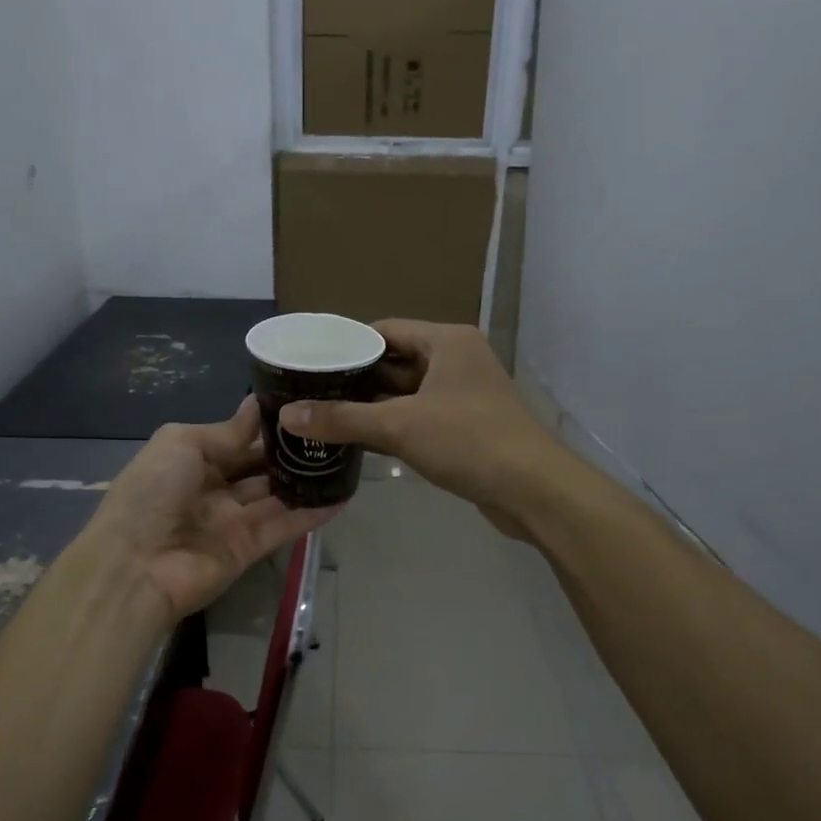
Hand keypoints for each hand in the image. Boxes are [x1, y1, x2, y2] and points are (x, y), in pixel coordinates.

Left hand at [88, 396, 338, 620]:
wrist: (135, 567)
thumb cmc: (152, 493)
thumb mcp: (181, 444)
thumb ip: (227, 432)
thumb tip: (257, 406)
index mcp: (192, 459)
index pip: (239, 440)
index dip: (268, 427)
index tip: (305, 408)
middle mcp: (214, 489)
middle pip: (260, 468)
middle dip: (291, 452)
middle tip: (333, 432)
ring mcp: (233, 520)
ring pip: (277, 495)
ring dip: (306, 480)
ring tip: (345, 459)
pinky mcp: (250, 549)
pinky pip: (284, 525)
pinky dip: (311, 513)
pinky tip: (342, 496)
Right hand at [279, 320, 562, 534]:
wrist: (532, 489)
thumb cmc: (468, 441)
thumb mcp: (400, 425)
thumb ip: (343, 419)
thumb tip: (287, 415)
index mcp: (447, 342)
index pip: (386, 331)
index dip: (347, 345)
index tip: (312, 362)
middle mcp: (456, 361)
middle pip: (394, 363)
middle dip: (355, 380)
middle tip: (310, 393)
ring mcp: (462, 396)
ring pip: (405, 395)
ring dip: (370, 407)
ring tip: (323, 416)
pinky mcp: (464, 428)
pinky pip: (418, 419)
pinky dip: (391, 427)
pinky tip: (357, 441)